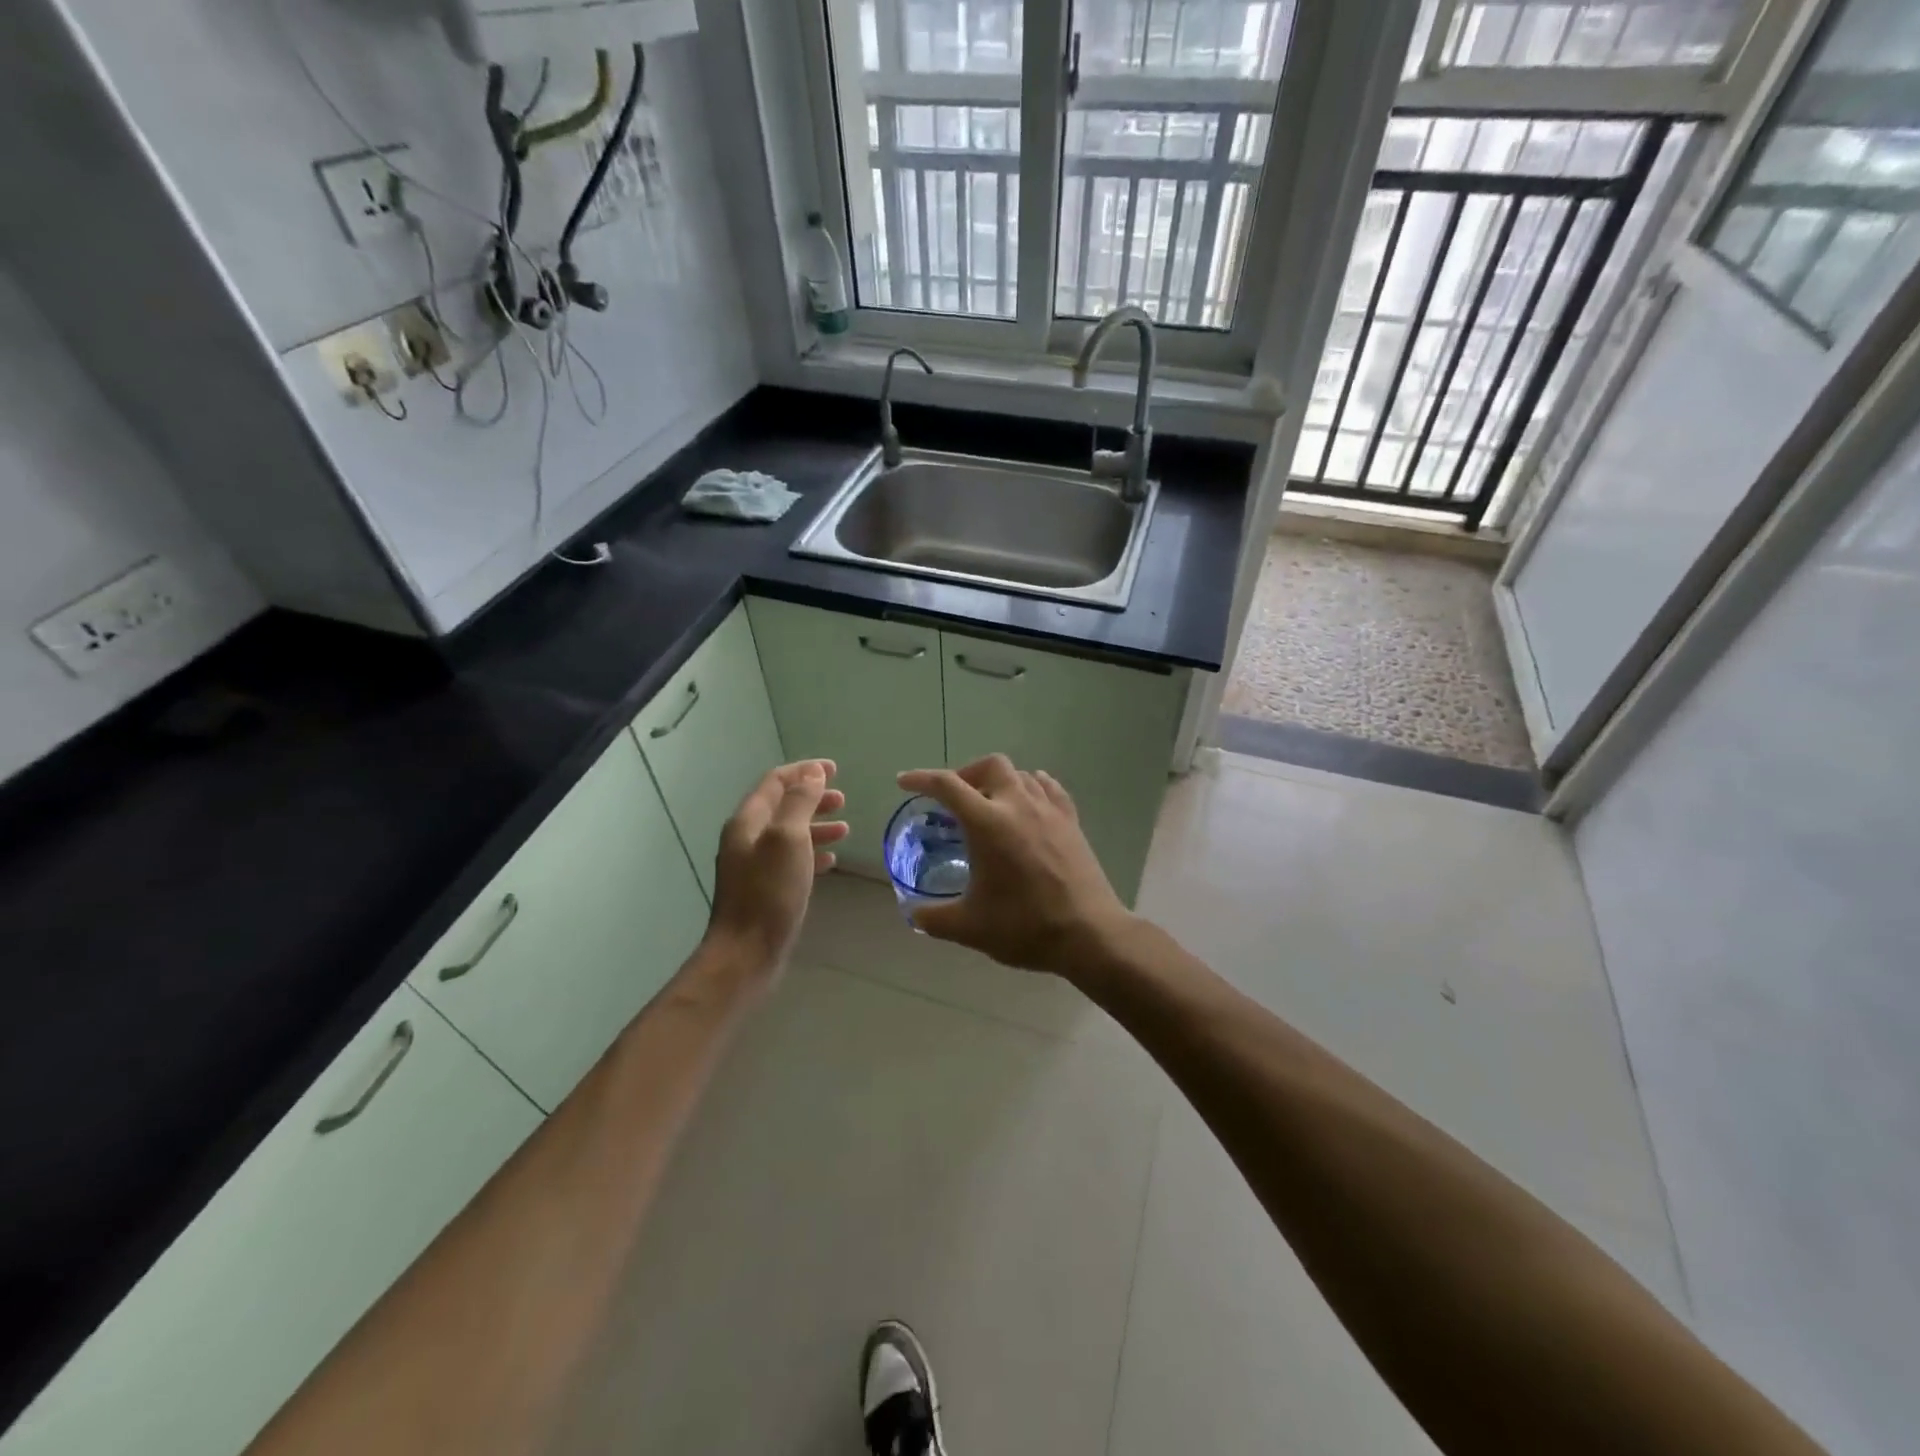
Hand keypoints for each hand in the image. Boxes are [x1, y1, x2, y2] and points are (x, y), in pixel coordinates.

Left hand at [704, 760, 848, 982]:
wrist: (746, 953)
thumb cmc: (769, 892)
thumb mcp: (788, 839)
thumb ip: (800, 803)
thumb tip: (813, 773)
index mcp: (748, 821)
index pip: (775, 782)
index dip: (804, 771)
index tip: (834, 769)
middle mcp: (746, 838)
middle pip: (782, 806)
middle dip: (812, 798)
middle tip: (842, 800)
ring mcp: (754, 865)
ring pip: (788, 833)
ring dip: (816, 825)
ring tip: (844, 829)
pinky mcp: (764, 888)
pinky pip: (790, 859)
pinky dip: (811, 852)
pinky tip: (831, 859)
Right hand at [896, 755, 1134, 978]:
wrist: (1089, 934)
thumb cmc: (1024, 927)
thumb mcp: (969, 928)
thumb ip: (934, 918)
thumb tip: (914, 914)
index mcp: (988, 824)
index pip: (947, 786)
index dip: (921, 779)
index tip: (905, 782)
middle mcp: (1018, 805)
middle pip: (990, 765)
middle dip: (966, 774)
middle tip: (954, 800)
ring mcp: (1049, 811)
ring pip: (1021, 774)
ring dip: (999, 782)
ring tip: (989, 806)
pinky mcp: (1071, 822)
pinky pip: (1048, 788)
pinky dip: (1030, 788)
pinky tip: (1026, 805)